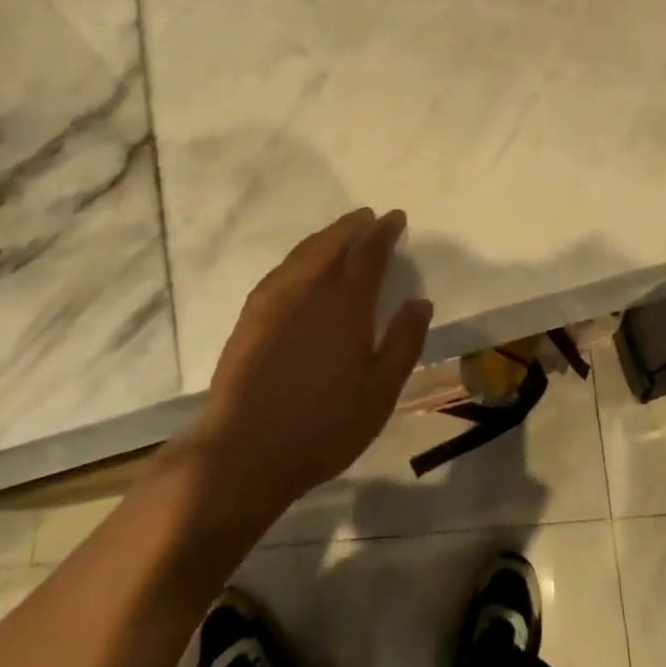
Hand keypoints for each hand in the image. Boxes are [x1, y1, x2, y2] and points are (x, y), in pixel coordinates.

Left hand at [195, 208, 433, 520]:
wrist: (245, 449)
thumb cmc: (323, 425)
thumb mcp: (380, 393)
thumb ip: (404, 343)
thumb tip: (420, 302)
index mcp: (346, 305)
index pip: (369, 253)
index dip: (384, 232)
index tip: (395, 218)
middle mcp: (310, 290)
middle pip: (333, 243)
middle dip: (353, 226)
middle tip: (368, 217)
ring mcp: (275, 300)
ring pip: (304, 252)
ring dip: (325, 237)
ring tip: (340, 233)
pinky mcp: (251, 315)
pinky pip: (282, 269)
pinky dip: (300, 256)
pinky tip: (301, 266)